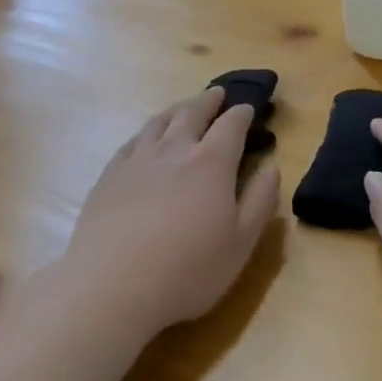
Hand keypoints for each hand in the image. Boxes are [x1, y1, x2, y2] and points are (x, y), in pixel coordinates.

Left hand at [54, 89, 279, 341]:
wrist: (113, 286)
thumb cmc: (188, 270)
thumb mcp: (241, 243)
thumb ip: (260, 201)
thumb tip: (273, 167)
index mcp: (211, 164)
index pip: (231, 126)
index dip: (242, 114)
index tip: (248, 108)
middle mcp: (174, 151)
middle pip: (192, 114)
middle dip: (208, 101)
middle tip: (218, 93)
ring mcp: (137, 161)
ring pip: (159, 123)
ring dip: (176, 110)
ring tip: (184, 106)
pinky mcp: (109, 176)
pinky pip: (131, 142)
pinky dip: (145, 133)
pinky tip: (145, 139)